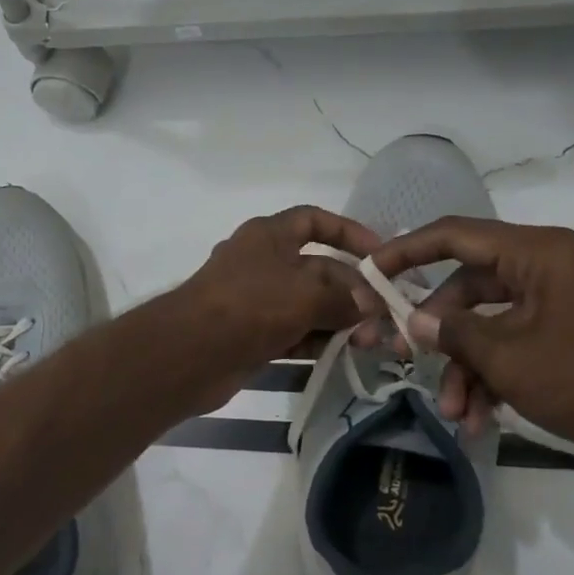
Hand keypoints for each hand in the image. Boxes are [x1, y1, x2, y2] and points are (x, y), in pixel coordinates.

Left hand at [175, 206, 383, 409]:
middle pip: (317, 269)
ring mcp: (256, 301)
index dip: (347, 232)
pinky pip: (293, 332)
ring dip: (338, 320)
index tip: (379, 254)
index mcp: (268, 236)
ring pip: (307, 305)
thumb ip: (343, 298)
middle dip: (351, 290)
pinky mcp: (252, 335)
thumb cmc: (250, 306)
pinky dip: (316, 340)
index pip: (313, 220)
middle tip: (382, 317)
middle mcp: (262, 263)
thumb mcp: (305, 294)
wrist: (190, 353)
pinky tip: (342, 354)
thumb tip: (370, 305)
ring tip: (369, 342)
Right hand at [367, 219, 573, 460]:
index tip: (370, 273)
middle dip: (437, 334)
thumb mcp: (507, 358)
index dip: (406, 251)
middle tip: (398, 358)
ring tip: (454, 413)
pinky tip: (480, 417)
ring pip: (491, 323)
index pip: (457, 235)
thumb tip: (413, 322)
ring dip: (466, 367)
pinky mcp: (572, 330)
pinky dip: (496, 374)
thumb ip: (452, 332)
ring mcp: (563, 299)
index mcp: (540, 254)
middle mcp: (551, 266)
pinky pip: (517, 341)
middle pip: (469, 287)